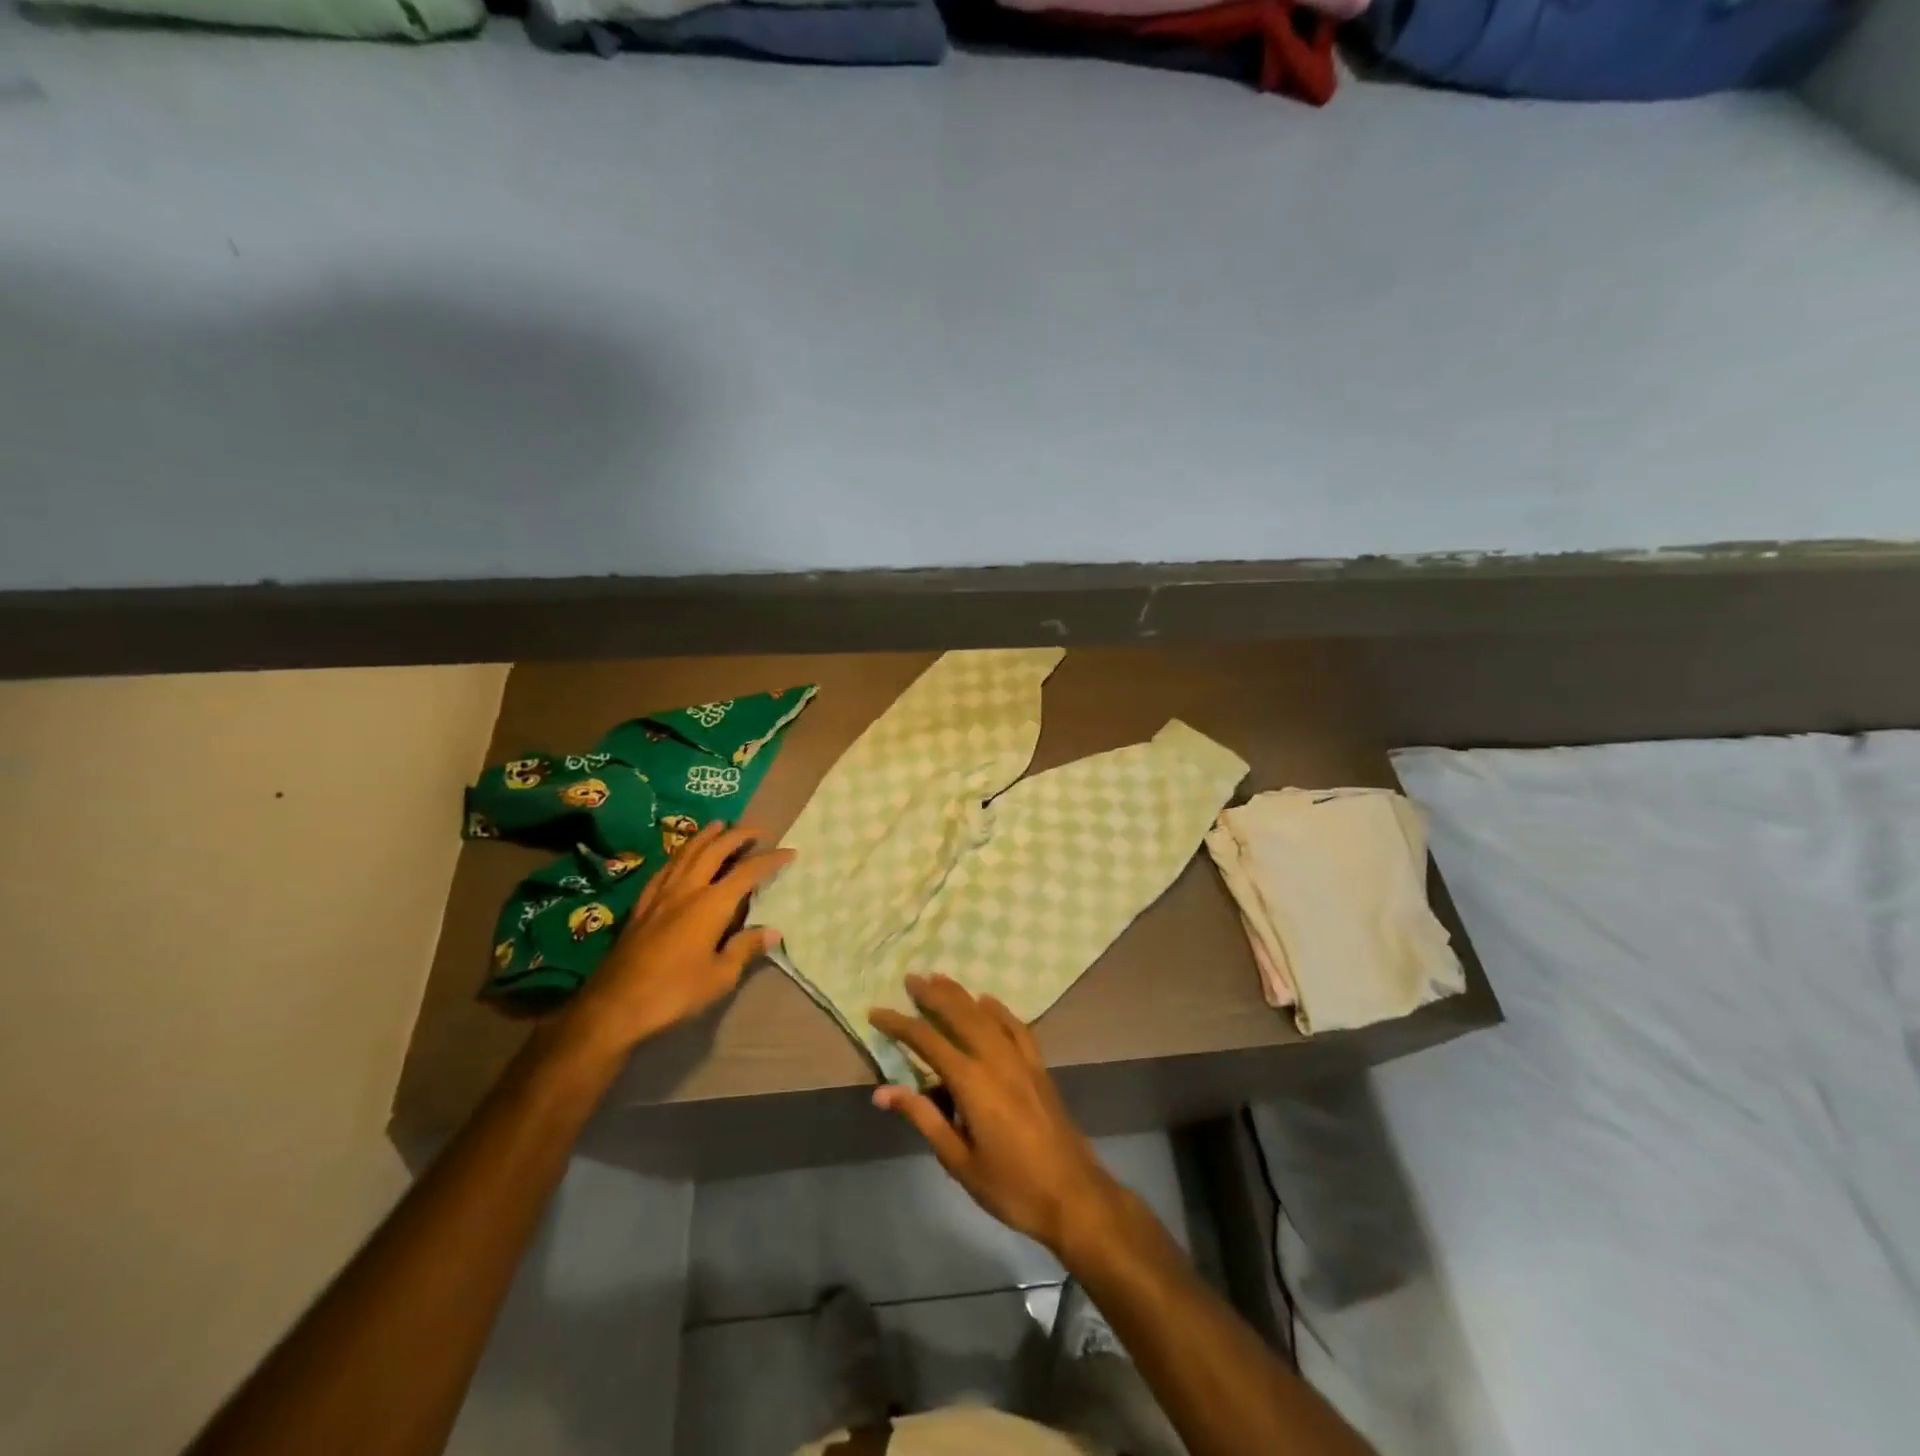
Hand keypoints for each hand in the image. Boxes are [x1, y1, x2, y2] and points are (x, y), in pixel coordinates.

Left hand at [560, 823, 791, 1055]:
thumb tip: (773, 931)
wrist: (615, 1005)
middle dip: (737, 836)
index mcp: (711, 904)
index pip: (747, 872)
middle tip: (756, 829)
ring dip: (706, 836)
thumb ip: (746, 948)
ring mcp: (661, 894)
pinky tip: (681, 856)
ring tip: (719, 825)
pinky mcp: (641, 905)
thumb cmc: (674, 992)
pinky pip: (665, 868)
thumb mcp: (720, 977)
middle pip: (714, 851)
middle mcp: (687, 889)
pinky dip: (680, 854)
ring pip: (686, 853)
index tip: (789, 852)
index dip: (770, 859)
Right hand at [869, 974, 1124, 1256]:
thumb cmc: (1010, 1186)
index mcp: (972, 1081)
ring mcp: (1021, 1059)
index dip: (900, 1025)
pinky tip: (987, 1001)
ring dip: (961, 995)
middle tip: (911, 978)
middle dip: (933, 995)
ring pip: (986, 1015)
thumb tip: (883, 1092)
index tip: (876, 1012)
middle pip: (960, 1015)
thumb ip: (923, 1118)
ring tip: (940, 978)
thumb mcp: (958, 1160)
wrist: (1073, 1195)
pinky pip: (1016, 1027)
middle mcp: (996, 1059)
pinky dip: (999, 1010)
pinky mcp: (1038, 1067)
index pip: (927, 1042)